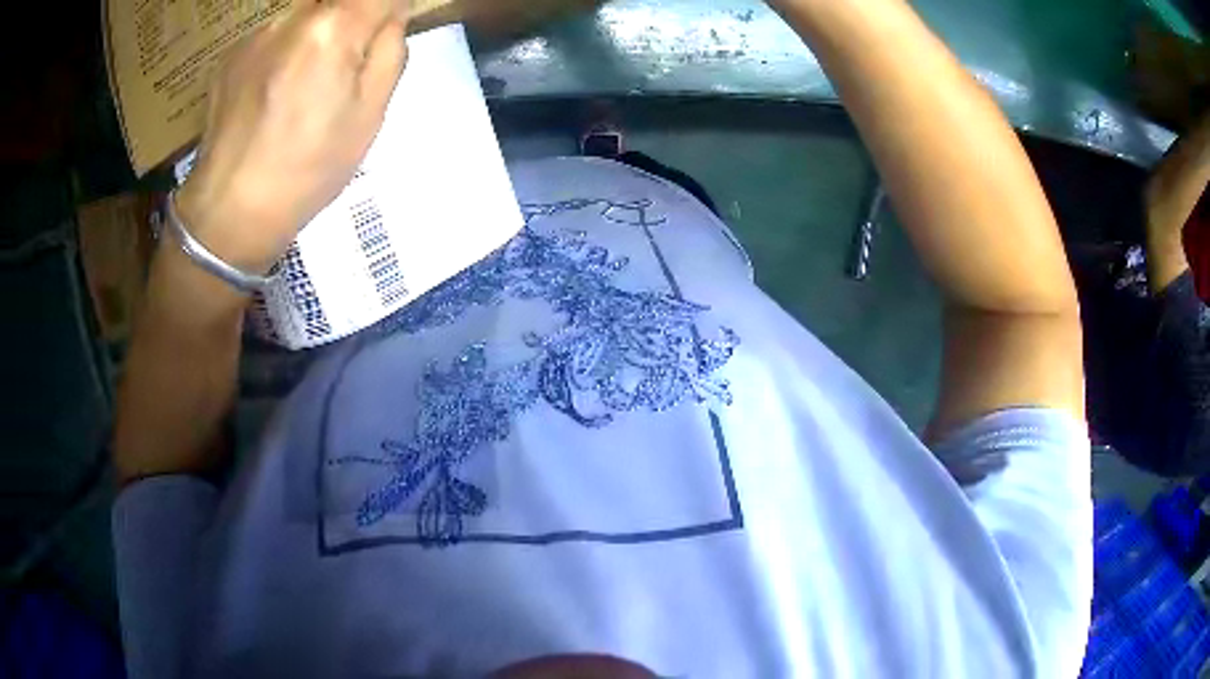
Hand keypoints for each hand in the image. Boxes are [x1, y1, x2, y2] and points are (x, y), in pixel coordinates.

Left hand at [175, 0, 409, 274]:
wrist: (229, 211)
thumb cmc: (307, 170)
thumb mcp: (370, 115)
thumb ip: (389, 51)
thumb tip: (389, 17)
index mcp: (333, 29)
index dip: (389, 7)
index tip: (387, 29)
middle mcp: (291, 17)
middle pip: (338, 0)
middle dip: (352, 20)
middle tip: (346, 66)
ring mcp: (255, 35)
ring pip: (305, 15)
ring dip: (316, 34)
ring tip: (303, 89)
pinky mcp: (230, 55)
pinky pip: (273, 36)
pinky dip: (284, 51)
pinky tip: (273, 95)